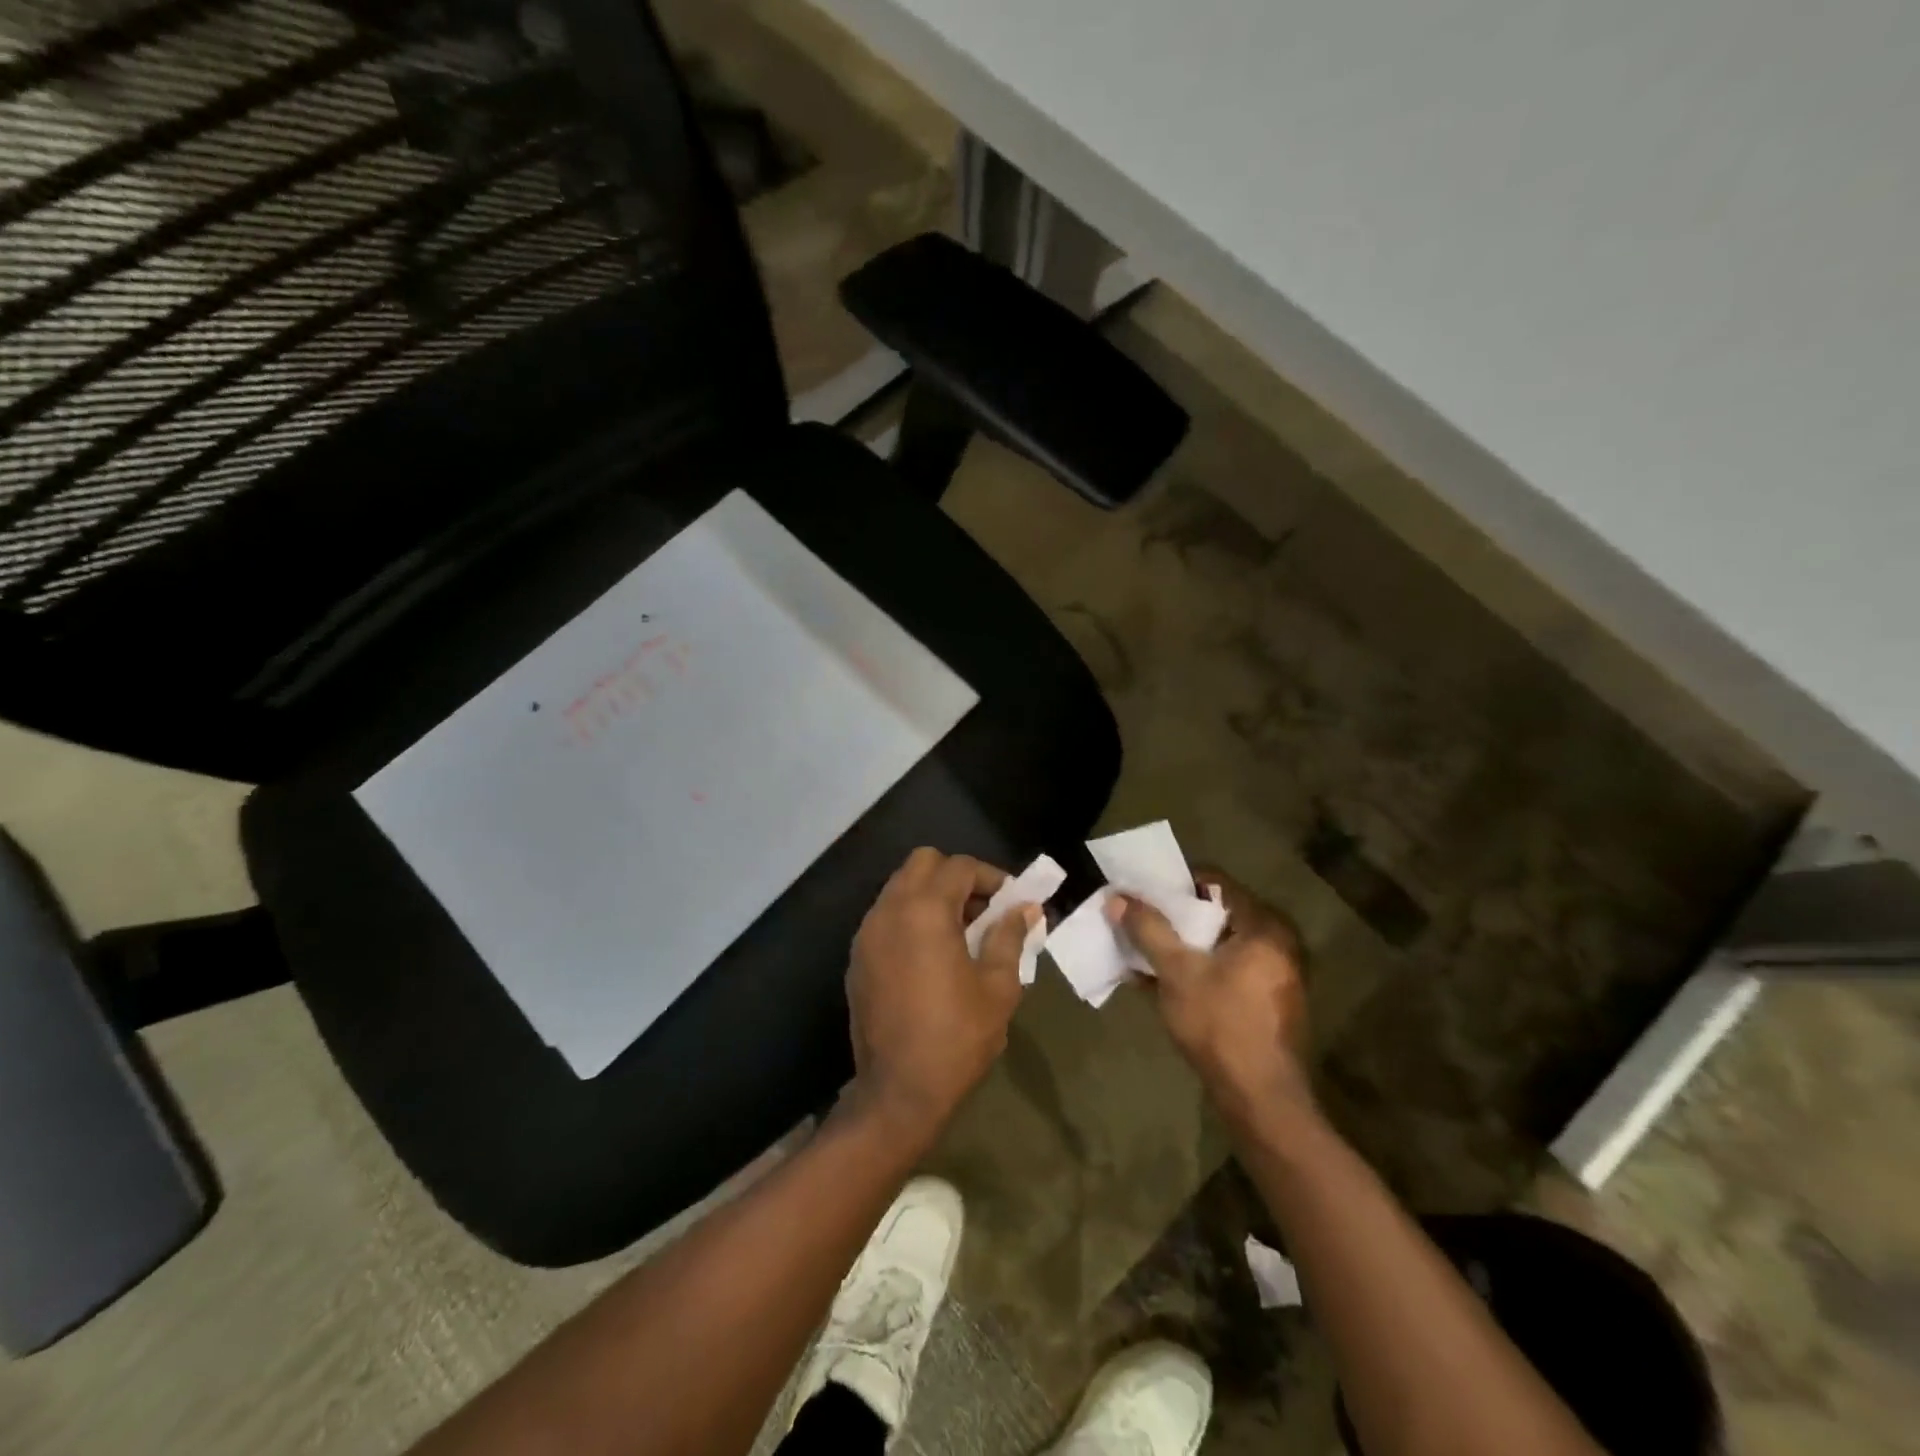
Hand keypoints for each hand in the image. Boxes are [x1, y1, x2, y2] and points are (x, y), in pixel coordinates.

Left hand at [843, 848, 1036, 1144]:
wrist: (897, 1092)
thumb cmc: (957, 1037)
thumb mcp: (998, 988)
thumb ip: (1009, 937)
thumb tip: (1025, 909)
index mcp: (925, 911)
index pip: (960, 867)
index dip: (991, 877)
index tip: (1011, 902)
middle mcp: (889, 910)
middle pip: (922, 863)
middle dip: (956, 877)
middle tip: (982, 911)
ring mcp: (867, 933)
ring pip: (900, 887)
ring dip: (931, 896)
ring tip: (960, 933)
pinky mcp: (857, 958)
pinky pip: (886, 916)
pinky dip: (910, 918)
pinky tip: (930, 955)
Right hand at [1111, 871, 1313, 1128]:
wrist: (1260, 1098)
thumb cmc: (1220, 1023)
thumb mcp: (1177, 971)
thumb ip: (1148, 930)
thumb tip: (1117, 898)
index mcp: (1264, 927)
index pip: (1217, 883)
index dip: (1177, 884)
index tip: (1144, 891)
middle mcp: (1277, 945)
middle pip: (1217, 915)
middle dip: (1174, 918)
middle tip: (1139, 919)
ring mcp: (1273, 977)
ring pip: (1218, 947)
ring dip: (1181, 947)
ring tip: (1141, 950)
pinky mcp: (1264, 1004)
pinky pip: (1224, 973)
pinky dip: (1195, 972)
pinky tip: (1157, 982)